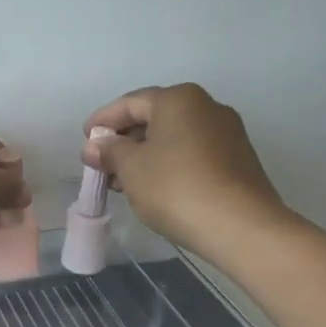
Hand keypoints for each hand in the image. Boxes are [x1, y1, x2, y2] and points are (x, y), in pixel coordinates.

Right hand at [81, 83, 291, 259]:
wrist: (241, 227)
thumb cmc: (175, 187)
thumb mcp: (130, 167)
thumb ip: (109, 150)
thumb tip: (96, 144)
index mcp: (179, 99)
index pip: (129, 103)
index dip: (102, 121)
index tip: (84, 141)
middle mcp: (206, 107)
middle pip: (153, 118)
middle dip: (123, 141)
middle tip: (99, 164)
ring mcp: (226, 134)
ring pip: (172, 138)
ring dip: (143, 156)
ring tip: (120, 182)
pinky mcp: (237, 161)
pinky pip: (191, 154)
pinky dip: (166, 165)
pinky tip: (151, 188)